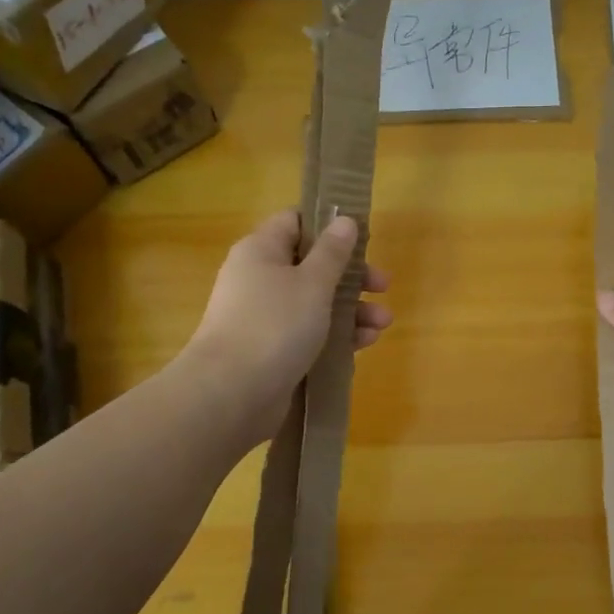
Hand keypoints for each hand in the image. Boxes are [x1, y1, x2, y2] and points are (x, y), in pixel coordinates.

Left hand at [186, 209, 393, 439]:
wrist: (231, 393)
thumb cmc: (275, 325)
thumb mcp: (312, 283)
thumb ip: (333, 252)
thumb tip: (345, 220)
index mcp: (262, 251)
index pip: (295, 222)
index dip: (328, 225)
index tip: (362, 237)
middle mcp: (260, 279)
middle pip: (312, 265)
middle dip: (352, 276)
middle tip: (382, 286)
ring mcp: (265, 317)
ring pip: (316, 302)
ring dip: (352, 309)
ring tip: (382, 323)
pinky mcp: (273, 350)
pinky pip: (310, 333)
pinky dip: (337, 335)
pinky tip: (365, 343)